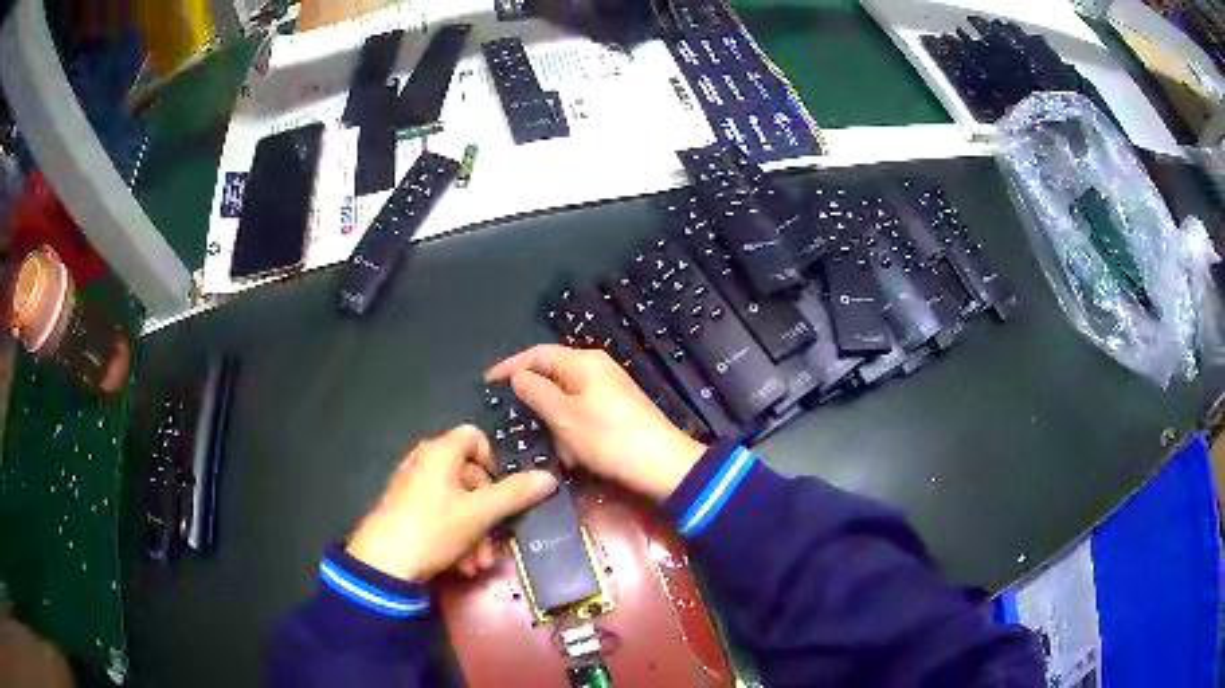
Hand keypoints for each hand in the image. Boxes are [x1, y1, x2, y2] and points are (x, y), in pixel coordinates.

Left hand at [346, 425, 557, 581]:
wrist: (384, 564)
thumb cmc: (434, 528)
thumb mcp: (480, 513)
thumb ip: (515, 494)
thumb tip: (549, 477)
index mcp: (440, 452)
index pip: (475, 436)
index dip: (494, 461)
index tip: (502, 491)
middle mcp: (424, 462)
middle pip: (470, 476)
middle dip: (488, 514)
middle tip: (495, 541)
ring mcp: (413, 488)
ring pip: (457, 503)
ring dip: (475, 534)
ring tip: (478, 564)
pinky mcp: (406, 511)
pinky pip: (440, 516)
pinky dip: (456, 538)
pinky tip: (461, 566)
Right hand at [486, 345, 706, 501]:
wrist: (664, 465)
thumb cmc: (609, 438)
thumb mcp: (564, 417)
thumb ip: (537, 392)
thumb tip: (518, 375)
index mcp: (583, 362)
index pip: (537, 354)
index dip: (510, 365)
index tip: (487, 382)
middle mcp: (597, 367)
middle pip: (553, 375)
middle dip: (536, 400)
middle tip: (518, 420)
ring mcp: (610, 388)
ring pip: (567, 399)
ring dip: (556, 423)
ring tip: (554, 446)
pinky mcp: (618, 409)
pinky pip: (583, 413)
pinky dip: (572, 431)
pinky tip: (574, 453)